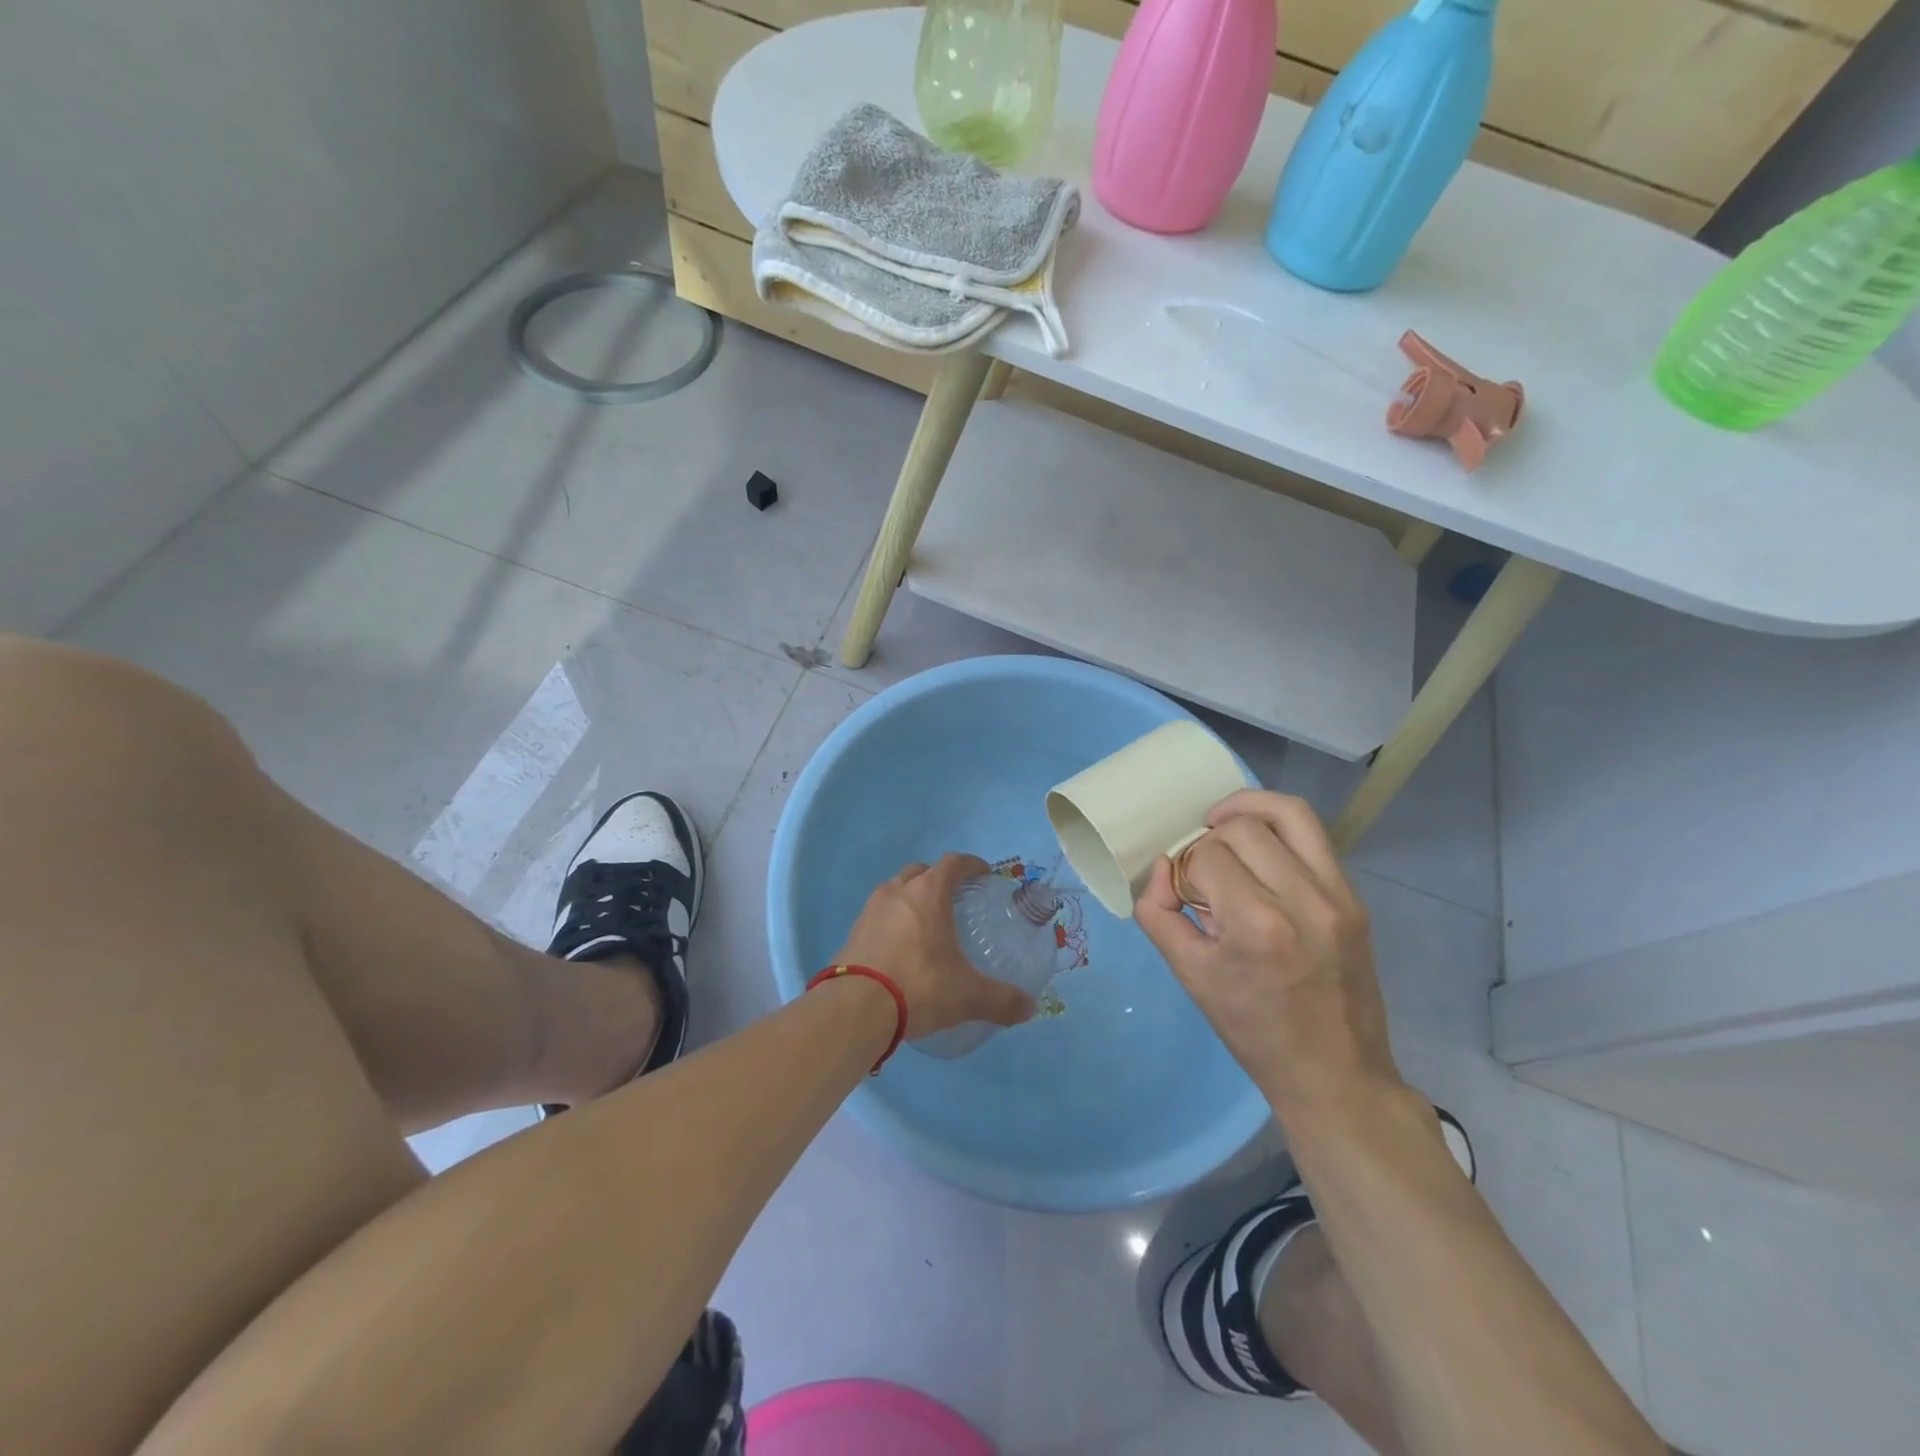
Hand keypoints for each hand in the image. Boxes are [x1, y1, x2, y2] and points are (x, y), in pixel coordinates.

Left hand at [833, 854, 1035, 1038]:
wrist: (855, 1009)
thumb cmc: (919, 986)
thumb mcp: (967, 996)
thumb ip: (1001, 1000)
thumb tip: (1029, 1007)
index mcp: (928, 894)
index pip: (953, 863)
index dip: (971, 865)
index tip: (983, 874)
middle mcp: (897, 893)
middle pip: (919, 872)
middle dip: (937, 880)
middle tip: (953, 900)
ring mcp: (870, 911)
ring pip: (894, 892)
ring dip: (910, 899)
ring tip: (925, 925)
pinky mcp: (852, 934)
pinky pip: (877, 917)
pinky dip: (891, 923)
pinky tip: (899, 949)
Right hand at [1134, 791, 1401, 1119]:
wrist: (1335, 1073)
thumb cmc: (1253, 1030)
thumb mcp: (1189, 975)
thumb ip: (1157, 912)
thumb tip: (1163, 867)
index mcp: (1257, 925)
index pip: (1206, 857)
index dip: (1185, 870)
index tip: (1185, 897)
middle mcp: (1303, 899)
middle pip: (1243, 827)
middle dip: (1209, 840)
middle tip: (1203, 872)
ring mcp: (1338, 895)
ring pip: (1288, 812)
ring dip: (1247, 809)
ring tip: (1223, 824)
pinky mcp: (1355, 898)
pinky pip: (1313, 836)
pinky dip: (1278, 828)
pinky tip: (1258, 847)